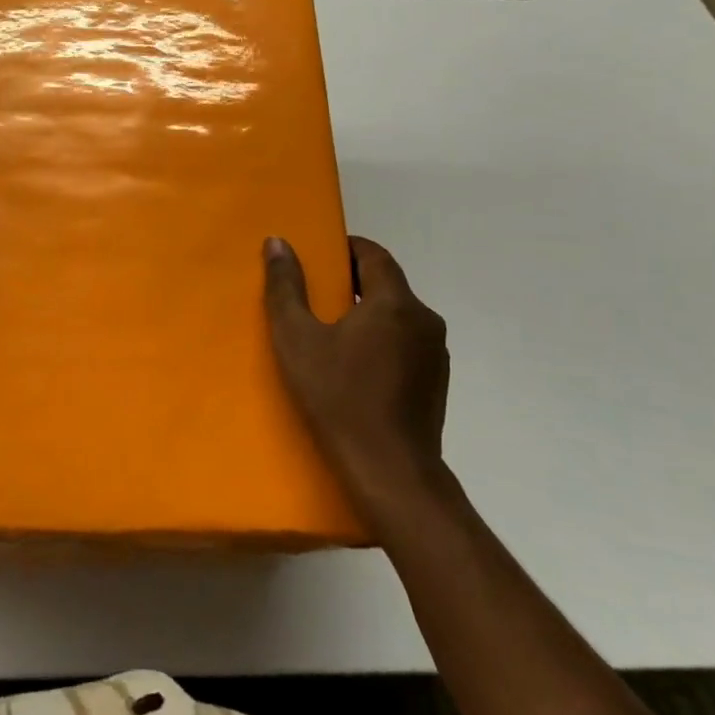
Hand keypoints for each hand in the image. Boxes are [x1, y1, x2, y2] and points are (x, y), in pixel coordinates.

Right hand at [263, 234, 450, 511]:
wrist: (390, 471)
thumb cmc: (337, 397)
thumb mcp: (297, 338)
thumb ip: (285, 286)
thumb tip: (277, 242)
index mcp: (395, 302)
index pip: (374, 254)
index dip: (344, 249)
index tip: (316, 257)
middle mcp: (424, 319)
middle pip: (386, 284)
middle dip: (351, 282)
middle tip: (313, 295)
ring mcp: (436, 353)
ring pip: (397, 315)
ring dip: (367, 313)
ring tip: (329, 332)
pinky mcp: (437, 382)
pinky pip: (406, 343)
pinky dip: (381, 340)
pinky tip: (354, 366)